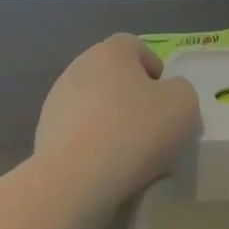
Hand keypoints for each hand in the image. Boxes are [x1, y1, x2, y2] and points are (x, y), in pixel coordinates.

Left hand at [34, 35, 201, 201]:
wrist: (76, 180)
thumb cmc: (135, 131)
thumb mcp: (184, 104)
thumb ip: (180, 90)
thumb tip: (167, 94)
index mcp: (110, 51)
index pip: (136, 47)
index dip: (155, 70)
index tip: (167, 100)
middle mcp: (79, 67)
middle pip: (114, 77)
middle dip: (133, 99)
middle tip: (152, 129)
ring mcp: (56, 102)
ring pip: (95, 107)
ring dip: (111, 123)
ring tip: (129, 156)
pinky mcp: (44, 135)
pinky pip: (79, 135)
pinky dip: (93, 146)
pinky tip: (105, 170)